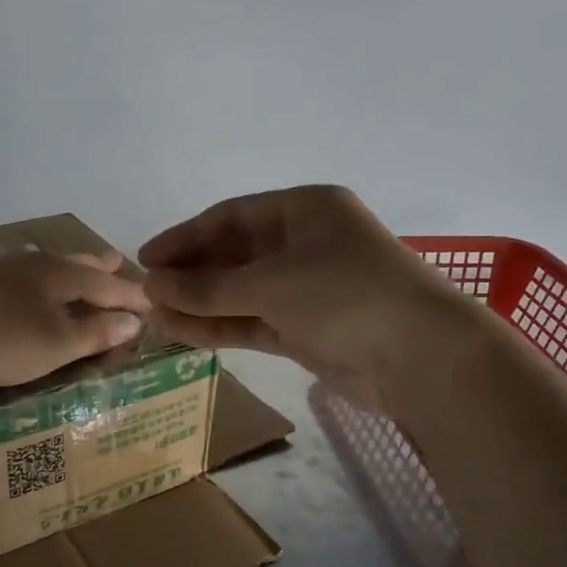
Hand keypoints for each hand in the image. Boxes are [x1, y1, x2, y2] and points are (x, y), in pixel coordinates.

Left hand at [0, 249, 149, 388]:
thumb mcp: (55, 344)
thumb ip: (95, 332)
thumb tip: (135, 320)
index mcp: (61, 276)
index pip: (108, 285)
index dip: (131, 296)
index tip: (152, 303)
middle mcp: (34, 264)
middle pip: (76, 263)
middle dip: (100, 268)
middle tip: (118, 265)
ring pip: (45, 265)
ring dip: (68, 270)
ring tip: (77, 272)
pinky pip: (20, 276)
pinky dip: (37, 281)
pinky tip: (25, 287)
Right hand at [141, 186, 468, 407]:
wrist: (419, 357)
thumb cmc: (346, 295)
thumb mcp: (271, 284)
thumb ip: (209, 288)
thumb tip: (153, 287)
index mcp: (304, 210)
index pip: (231, 217)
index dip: (186, 236)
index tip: (146, 259)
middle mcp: (304, 244)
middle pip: (234, 254)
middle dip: (191, 273)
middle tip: (146, 293)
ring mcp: (306, 289)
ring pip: (241, 292)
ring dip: (200, 304)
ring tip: (154, 317)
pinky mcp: (306, 329)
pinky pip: (253, 321)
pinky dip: (220, 327)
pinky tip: (182, 333)